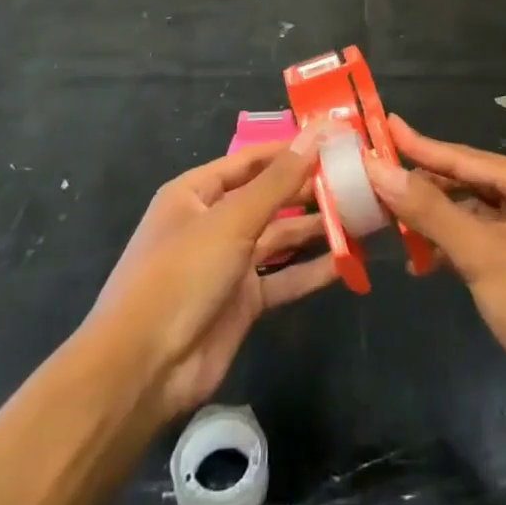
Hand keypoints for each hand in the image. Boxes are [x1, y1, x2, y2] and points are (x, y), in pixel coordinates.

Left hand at [86, 130, 336, 422]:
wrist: (142, 370)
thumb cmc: (180, 275)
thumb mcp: (231, 220)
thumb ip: (278, 181)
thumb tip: (315, 134)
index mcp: (196, 194)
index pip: (250, 161)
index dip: (290, 150)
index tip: (334, 141)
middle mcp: (213, 223)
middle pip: (269, 198)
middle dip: (309, 190)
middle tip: (358, 179)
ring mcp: (228, 264)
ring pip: (280, 238)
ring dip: (317, 229)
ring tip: (362, 215)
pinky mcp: (243, 302)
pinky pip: (283, 278)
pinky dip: (312, 270)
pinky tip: (347, 261)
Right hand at [363, 116, 505, 412]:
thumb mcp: (482, 253)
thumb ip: (430, 210)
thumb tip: (380, 169)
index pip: (461, 156)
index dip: (417, 144)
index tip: (381, 125)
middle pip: (465, 182)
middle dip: (421, 185)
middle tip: (373, 178)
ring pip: (470, 214)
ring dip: (433, 220)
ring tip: (387, 219)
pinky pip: (479, 242)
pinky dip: (451, 248)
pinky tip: (421, 263)